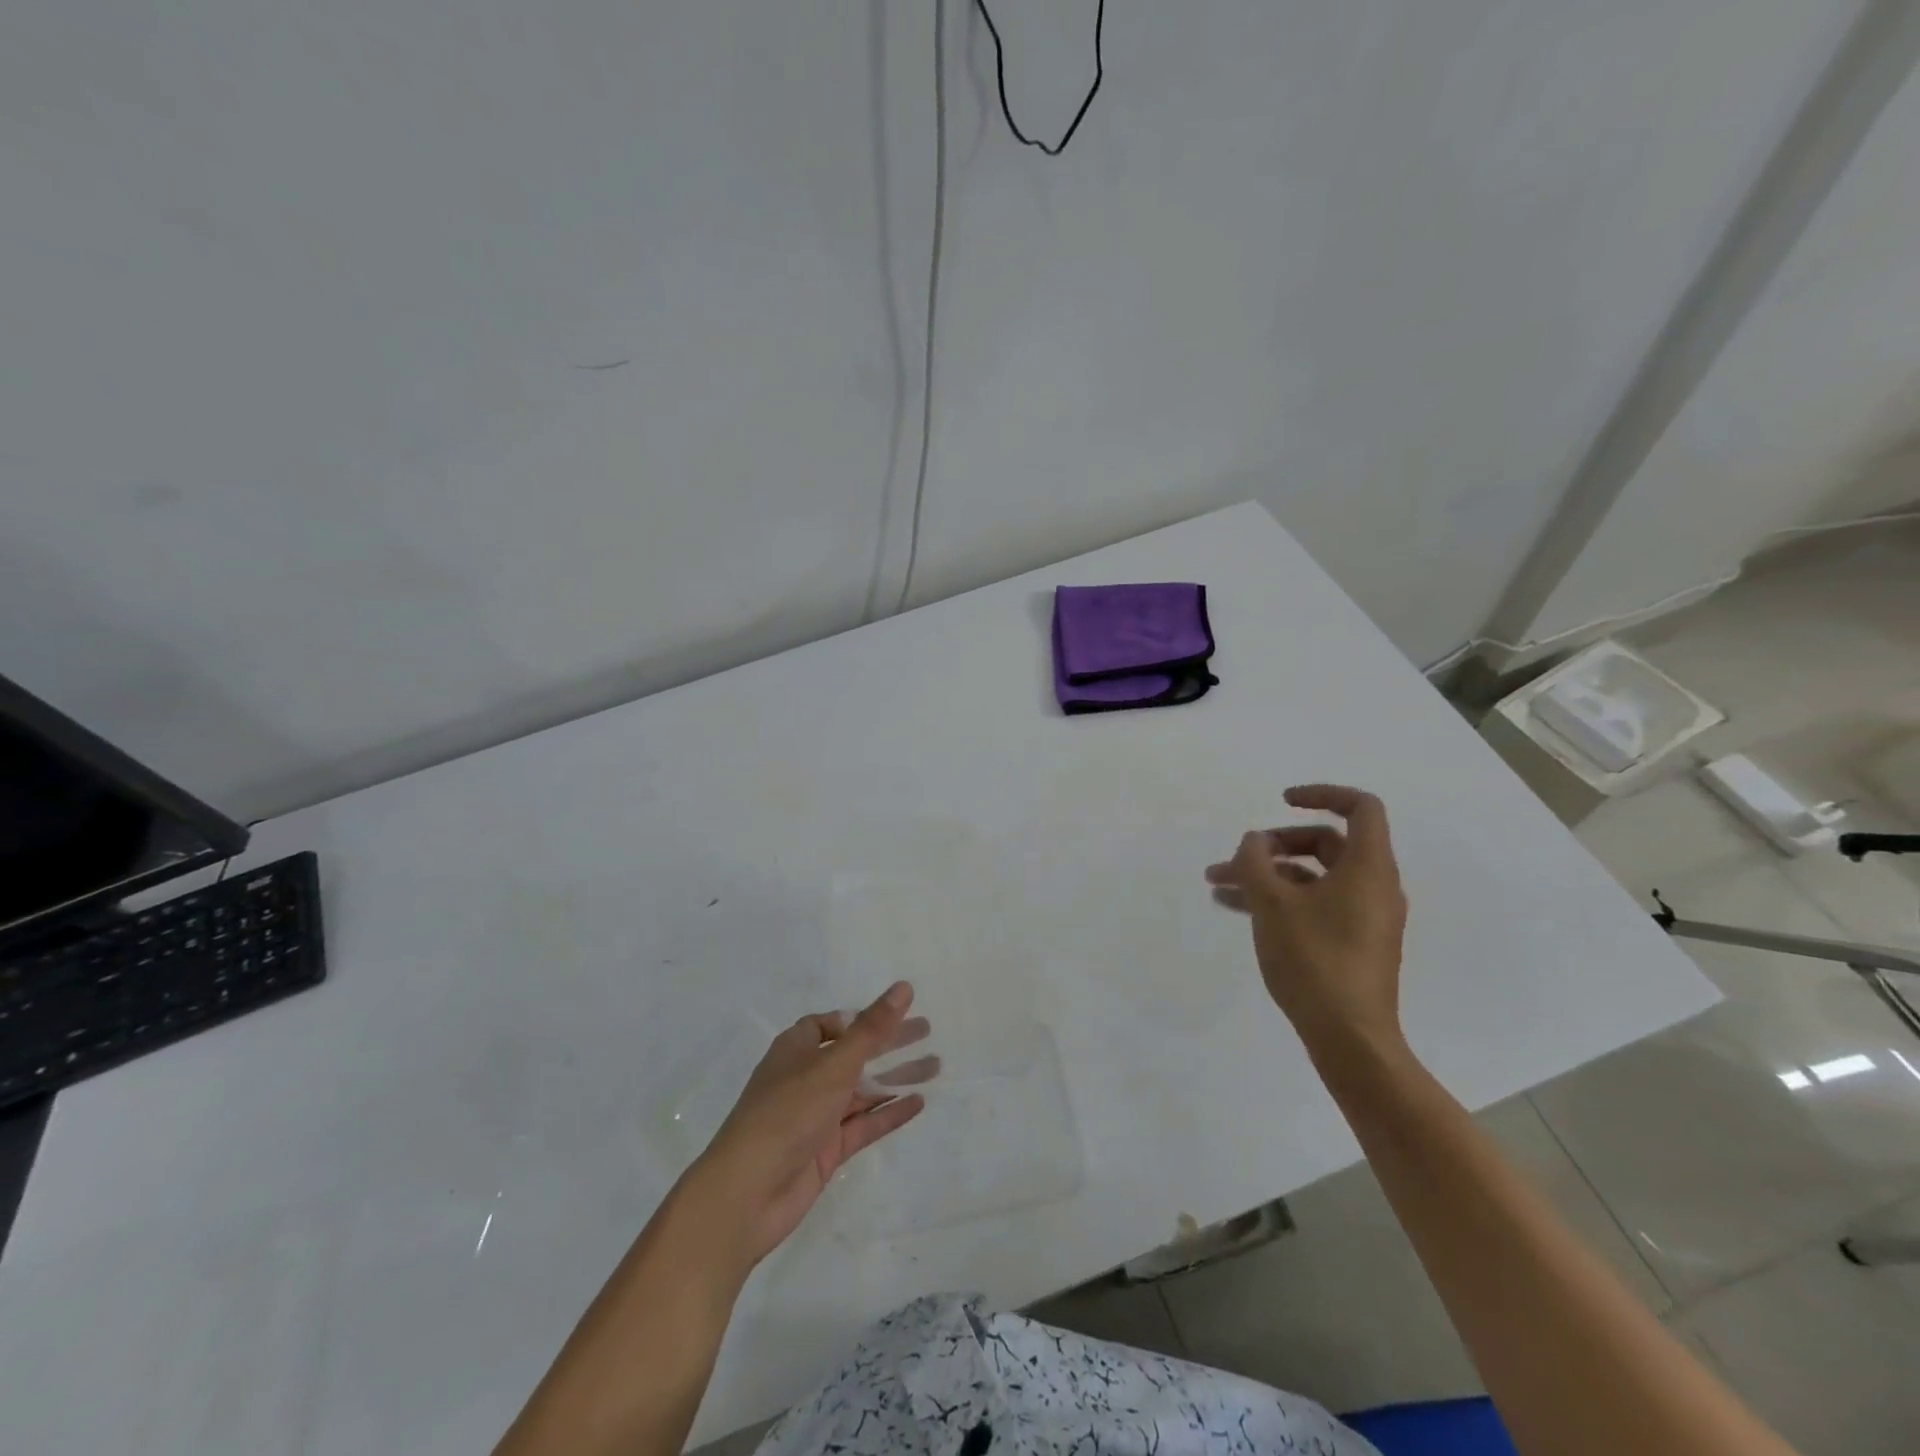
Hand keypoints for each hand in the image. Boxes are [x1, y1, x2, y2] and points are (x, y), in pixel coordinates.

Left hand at [688, 982, 935, 1269]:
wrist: (746, 1195)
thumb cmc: (786, 1114)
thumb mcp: (833, 1065)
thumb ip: (872, 1029)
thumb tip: (904, 987)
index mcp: (797, 1050)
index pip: (829, 1024)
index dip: (859, 1018)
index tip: (892, 1014)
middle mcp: (806, 1078)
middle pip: (854, 1053)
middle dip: (889, 1043)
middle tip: (928, 1031)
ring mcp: (817, 1116)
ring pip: (863, 1090)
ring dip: (896, 1077)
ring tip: (936, 1066)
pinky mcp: (827, 1150)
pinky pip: (864, 1124)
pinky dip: (889, 1113)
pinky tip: (919, 1103)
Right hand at [1205, 784, 1407, 1051]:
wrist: (1349, 1038)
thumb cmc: (1314, 960)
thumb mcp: (1273, 904)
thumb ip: (1256, 863)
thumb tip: (1254, 842)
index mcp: (1368, 868)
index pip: (1360, 808)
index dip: (1321, 794)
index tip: (1282, 801)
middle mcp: (1373, 886)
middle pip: (1326, 844)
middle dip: (1274, 845)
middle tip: (1236, 858)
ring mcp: (1364, 917)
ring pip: (1312, 878)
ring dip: (1267, 875)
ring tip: (1218, 884)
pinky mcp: (1352, 943)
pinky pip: (1314, 905)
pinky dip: (1280, 900)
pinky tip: (1237, 909)